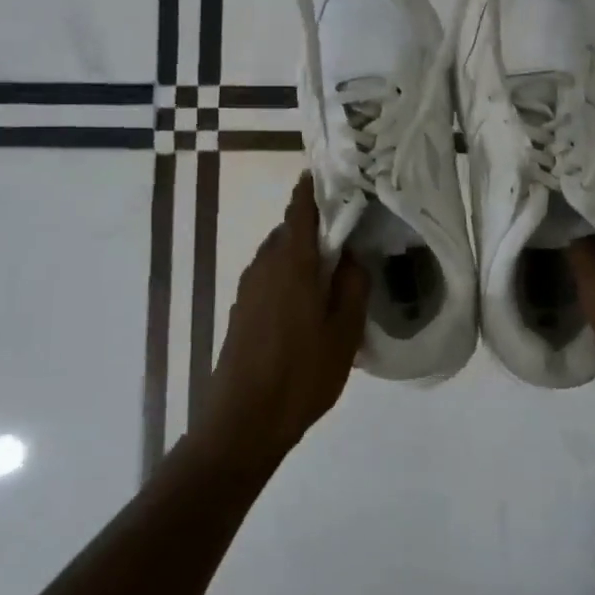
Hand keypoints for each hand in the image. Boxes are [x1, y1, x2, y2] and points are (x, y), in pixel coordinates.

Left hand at [206, 174, 369, 458]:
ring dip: (303, 252)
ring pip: (278, 255)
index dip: (312, 188)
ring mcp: (248, 289)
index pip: (300, 210)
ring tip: (334, 267)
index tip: (330, 173)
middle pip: (289, 231)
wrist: (243, 421)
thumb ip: (353, 285)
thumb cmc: (302, 374)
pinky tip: (309, 301)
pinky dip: (290, 274)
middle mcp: (264, 266)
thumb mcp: (344, 332)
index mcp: (292, 263)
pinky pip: (270, 277)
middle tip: (348, 228)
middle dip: (315, 224)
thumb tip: (353, 254)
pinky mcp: (242, 311)